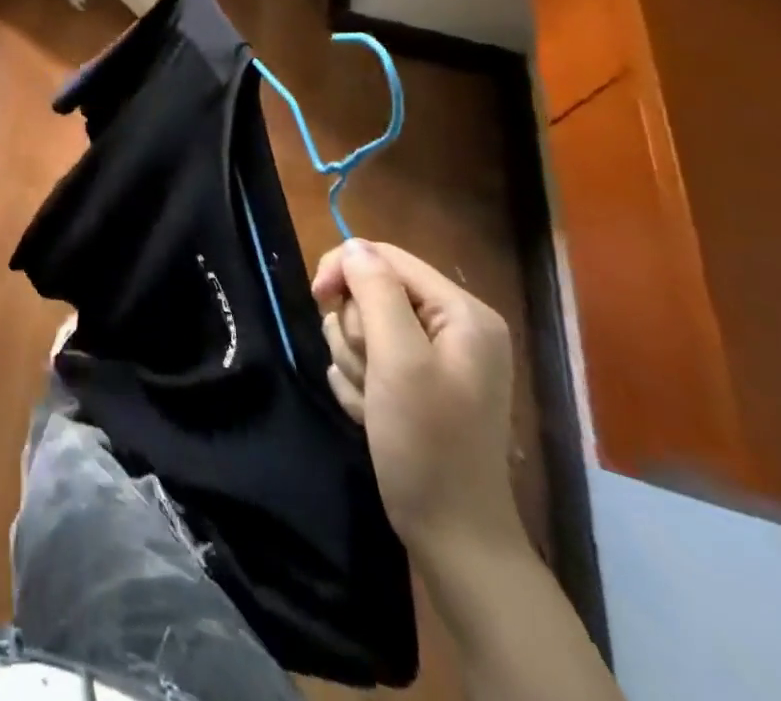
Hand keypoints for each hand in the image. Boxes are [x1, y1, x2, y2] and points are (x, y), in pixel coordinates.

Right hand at [311, 240, 519, 557]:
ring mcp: (433, 358)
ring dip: (352, 360)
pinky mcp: (412, 383)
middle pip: (369, 291)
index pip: (385, 257)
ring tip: (371, 399)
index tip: (317, 298)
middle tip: (368, 371)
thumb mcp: (399, 359)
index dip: (345, 270)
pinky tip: (371, 413)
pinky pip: (363, 357)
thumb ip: (376, 293)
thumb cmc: (427, 443)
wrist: (450, 534)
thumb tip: (352, 246)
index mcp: (462, 312)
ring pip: (360, 325)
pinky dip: (358, 382)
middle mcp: (451, 327)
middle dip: (354, 329)